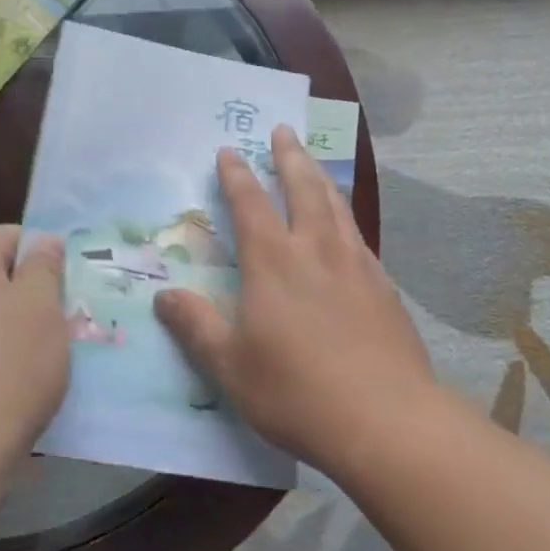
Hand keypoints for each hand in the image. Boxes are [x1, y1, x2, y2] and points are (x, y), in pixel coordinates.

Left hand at [0, 225, 69, 465]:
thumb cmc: (13, 362)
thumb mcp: (42, 304)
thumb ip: (44, 265)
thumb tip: (43, 243)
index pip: (2, 233)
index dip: (37, 243)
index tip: (66, 269)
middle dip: (33, 283)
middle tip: (67, 304)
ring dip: (22, 316)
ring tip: (55, 339)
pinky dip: (6, 344)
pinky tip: (29, 369)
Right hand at [154, 126, 435, 476]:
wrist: (386, 420)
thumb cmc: (296, 391)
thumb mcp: (230, 365)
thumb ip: (196, 326)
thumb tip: (163, 296)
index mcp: (273, 262)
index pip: (250, 204)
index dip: (237, 175)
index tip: (229, 150)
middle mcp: (316, 250)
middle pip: (303, 188)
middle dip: (289, 157)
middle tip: (284, 130)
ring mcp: (356, 265)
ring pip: (336, 206)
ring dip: (320, 178)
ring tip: (313, 163)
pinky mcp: (384, 287)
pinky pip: (359, 236)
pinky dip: (346, 218)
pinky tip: (347, 229)